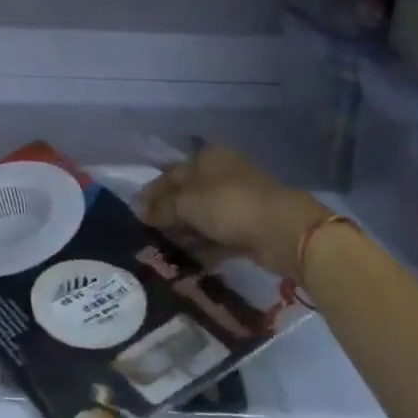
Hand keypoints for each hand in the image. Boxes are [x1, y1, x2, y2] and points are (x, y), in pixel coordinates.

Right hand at [136, 145, 325, 278]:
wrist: (282, 231)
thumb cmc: (228, 205)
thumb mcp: (186, 203)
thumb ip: (161, 207)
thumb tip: (139, 210)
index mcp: (206, 158)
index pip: (170, 173)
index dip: (151, 192)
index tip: (135, 212)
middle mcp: (221, 174)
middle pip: (186, 194)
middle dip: (167, 213)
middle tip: (148, 233)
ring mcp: (237, 200)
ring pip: (202, 216)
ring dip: (185, 231)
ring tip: (164, 250)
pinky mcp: (248, 226)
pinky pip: (217, 234)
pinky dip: (203, 245)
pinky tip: (188, 259)